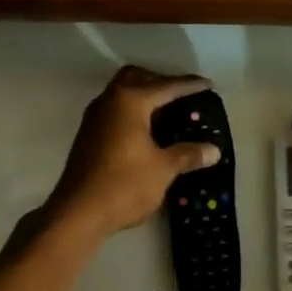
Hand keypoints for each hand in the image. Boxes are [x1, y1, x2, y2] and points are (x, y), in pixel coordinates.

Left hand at [46, 67, 221, 239]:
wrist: (78, 212)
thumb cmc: (124, 185)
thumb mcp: (163, 169)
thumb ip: (188, 154)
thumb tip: (213, 150)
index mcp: (130, 101)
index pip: (166, 86)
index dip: (189, 85)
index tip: (208, 84)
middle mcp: (110, 100)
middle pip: (137, 77)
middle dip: (160, 81)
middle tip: (182, 95)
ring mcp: (95, 116)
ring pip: (122, 92)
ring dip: (143, 95)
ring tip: (167, 112)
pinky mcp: (88, 134)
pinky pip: (115, 109)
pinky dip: (132, 111)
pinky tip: (146, 131)